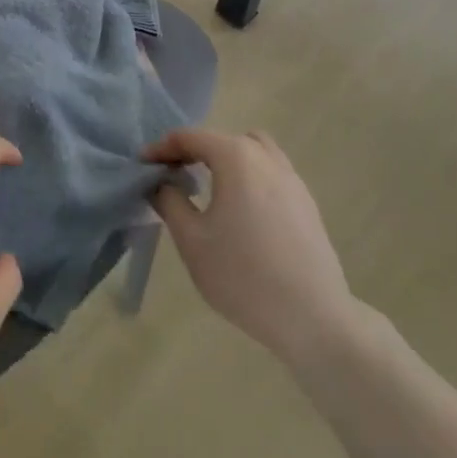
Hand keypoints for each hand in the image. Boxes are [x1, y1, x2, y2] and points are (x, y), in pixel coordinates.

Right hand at [145, 128, 355, 367]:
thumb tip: (160, 183)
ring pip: (252, 150)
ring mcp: (292, 179)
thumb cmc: (243, 276)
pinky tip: (241, 210)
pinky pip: (271, 172)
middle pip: (222, 139)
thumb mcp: (192, 241)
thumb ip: (170, 202)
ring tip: (209, 186)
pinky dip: (249, 176)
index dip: (162, 148)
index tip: (143, 165)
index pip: (190, 138)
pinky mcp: (307, 203)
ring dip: (226, 159)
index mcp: (236, 158)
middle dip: (193, 150)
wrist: (313, 319)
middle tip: (172, 175)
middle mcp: (266, 158)